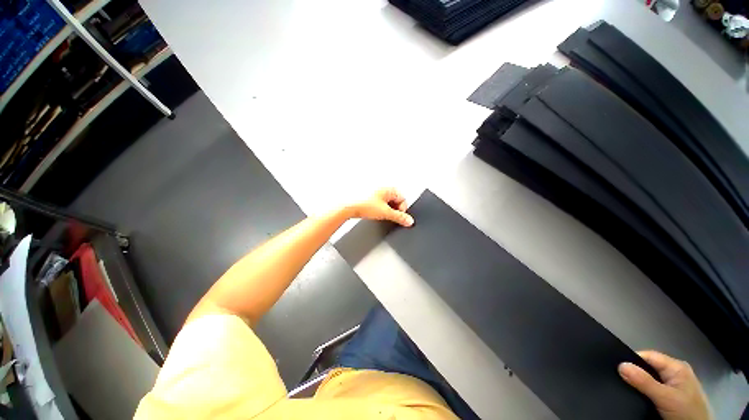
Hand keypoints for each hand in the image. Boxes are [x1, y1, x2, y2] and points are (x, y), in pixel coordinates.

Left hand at [346, 188, 413, 226]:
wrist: (348, 207)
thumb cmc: (364, 204)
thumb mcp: (385, 213)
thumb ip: (399, 218)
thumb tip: (409, 221)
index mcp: (390, 189)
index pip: (403, 199)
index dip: (402, 210)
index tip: (398, 217)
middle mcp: (383, 189)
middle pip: (396, 201)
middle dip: (394, 210)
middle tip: (388, 216)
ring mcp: (376, 193)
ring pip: (388, 204)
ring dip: (386, 210)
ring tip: (379, 214)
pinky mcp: (370, 198)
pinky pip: (380, 204)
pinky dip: (380, 210)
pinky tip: (374, 213)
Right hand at [619, 351, 710, 419]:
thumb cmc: (686, 411)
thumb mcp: (665, 397)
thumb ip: (644, 382)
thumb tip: (620, 365)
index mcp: (676, 366)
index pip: (648, 356)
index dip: (632, 360)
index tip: (616, 367)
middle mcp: (676, 371)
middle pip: (649, 366)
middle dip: (635, 372)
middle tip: (621, 379)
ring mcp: (675, 384)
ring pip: (651, 378)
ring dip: (640, 382)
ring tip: (627, 386)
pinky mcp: (672, 395)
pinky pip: (654, 386)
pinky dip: (645, 389)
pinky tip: (639, 394)